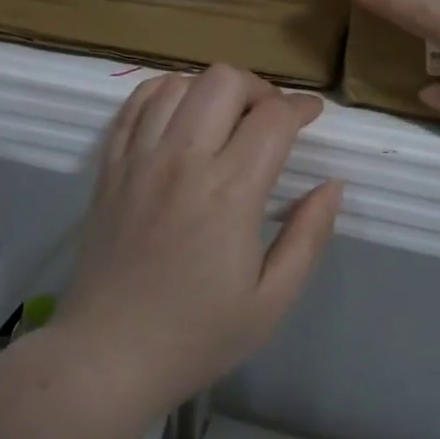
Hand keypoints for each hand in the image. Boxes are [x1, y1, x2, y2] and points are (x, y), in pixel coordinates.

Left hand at [55, 66, 343, 407]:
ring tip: (224, 120)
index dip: (301, 107)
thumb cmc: (197, 336)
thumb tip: (332, 185)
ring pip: (179, 83)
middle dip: (258, 89)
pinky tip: (179, 115)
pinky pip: (135, 104)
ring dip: (211, 91)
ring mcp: (140, 158)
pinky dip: (163, 94)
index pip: (273, 118)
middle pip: (225, 81)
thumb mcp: (272, 301)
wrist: (106, 357)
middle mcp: (183, 160)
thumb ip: (309, 236)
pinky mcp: (110, 166)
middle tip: (269, 119)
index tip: (312, 115)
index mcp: (230, 192)